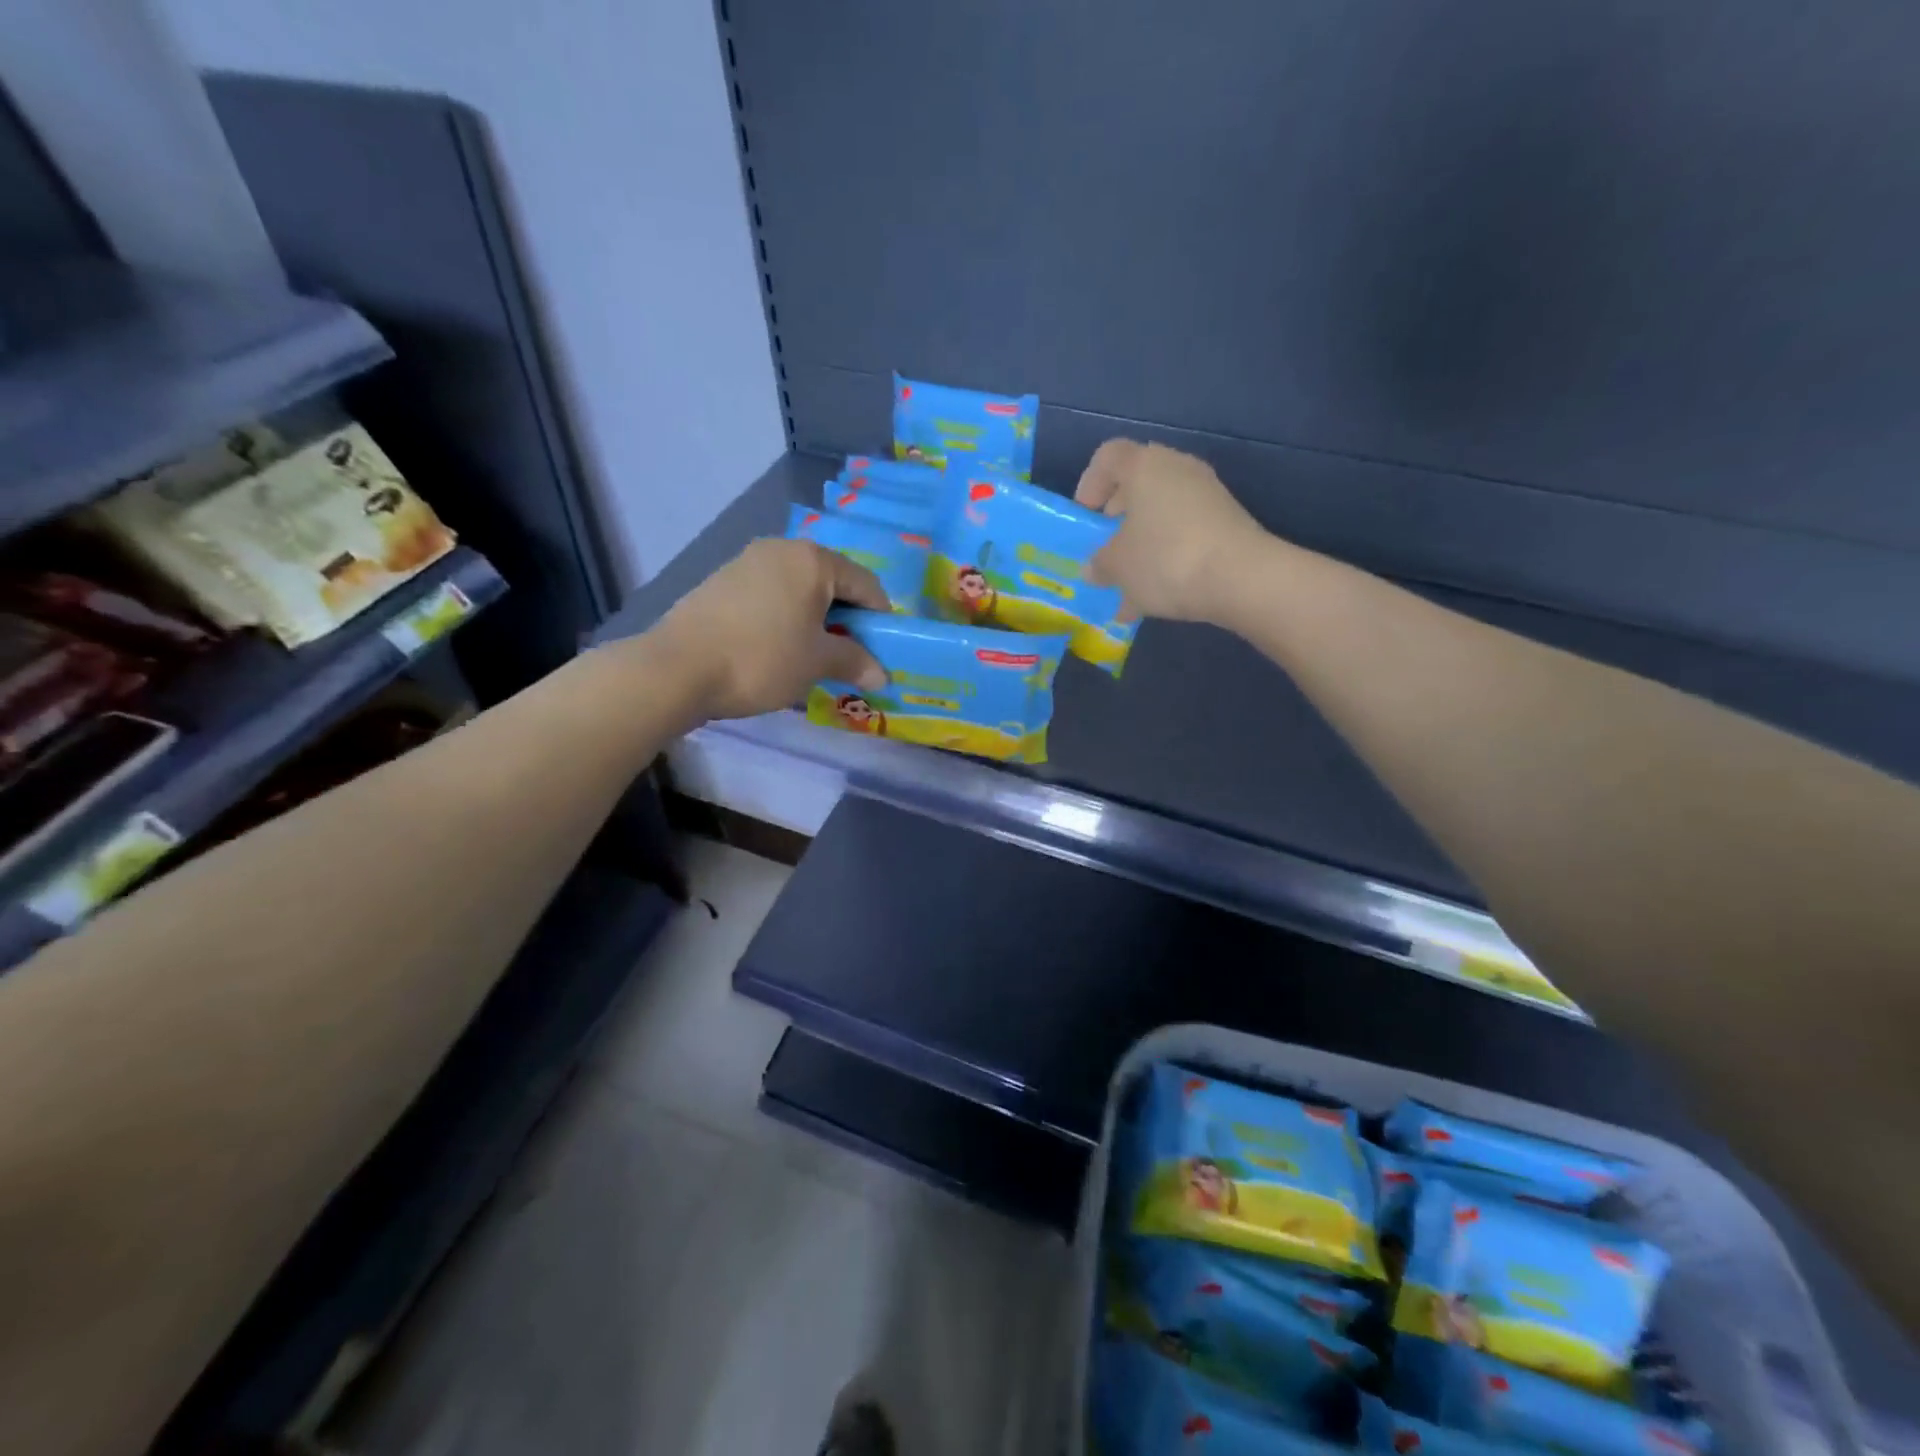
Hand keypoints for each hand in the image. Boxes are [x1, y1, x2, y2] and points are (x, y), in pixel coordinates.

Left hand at [648, 538, 888, 720]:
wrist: (677, 668)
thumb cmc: (761, 658)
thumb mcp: (817, 662)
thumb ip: (855, 662)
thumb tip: (881, 675)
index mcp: (814, 560)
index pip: (867, 584)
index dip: (882, 619)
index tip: (883, 651)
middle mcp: (783, 549)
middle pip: (833, 582)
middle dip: (848, 619)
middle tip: (850, 656)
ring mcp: (748, 561)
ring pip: (800, 589)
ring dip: (816, 620)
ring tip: (814, 655)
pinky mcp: (723, 581)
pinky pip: (772, 595)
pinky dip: (786, 617)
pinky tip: (778, 648)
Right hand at [1075, 440, 1265, 623]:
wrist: (1241, 578)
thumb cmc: (1165, 559)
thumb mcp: (1118, 567)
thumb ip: (1100, 564)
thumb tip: (1094, 568)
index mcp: (1144, 466)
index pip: (1108, 456)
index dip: (1090, 483)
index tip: (1085, 517)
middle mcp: (1177, 469)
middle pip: (1138, 484)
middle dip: (1117, 518)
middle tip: (1106, 547)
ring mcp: (1207, 495)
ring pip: (1161, 513)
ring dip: (1142, 543)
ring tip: (1129, 584)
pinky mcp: (1226, 522)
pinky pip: (1184, 534)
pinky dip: (1167, 557)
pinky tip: (1157, 596)